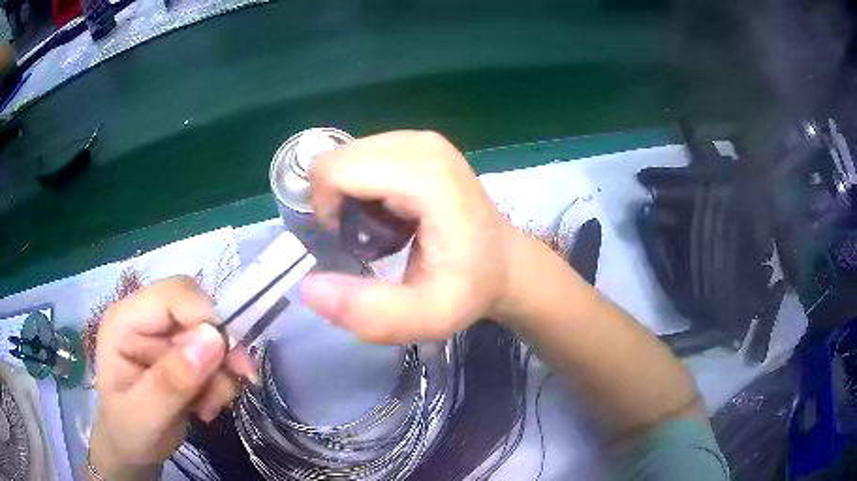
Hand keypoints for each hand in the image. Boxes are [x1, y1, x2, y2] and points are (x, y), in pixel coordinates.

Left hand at [89, 277, 253, 478]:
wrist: (131, 450)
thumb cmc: (128, 433)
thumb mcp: (146, 415)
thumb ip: (173, 380)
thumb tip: (213, 339)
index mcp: (126, 321)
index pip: (174, 295)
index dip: (207, 319)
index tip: (230, 364)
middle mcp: (145, 319)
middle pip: (197, 309)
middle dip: (220, 348)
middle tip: (230, 386)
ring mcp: (162, 336)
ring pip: (211, 334)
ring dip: (221, 372)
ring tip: (208, 408)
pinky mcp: (178, 353)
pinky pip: (214, 355)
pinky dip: (220, 381)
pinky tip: (206, 406)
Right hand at [303, 131, 514, 342]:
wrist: (504, 264)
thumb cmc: (470, 288)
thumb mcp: (425, 317)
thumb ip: (369, 312)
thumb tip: (307, 288)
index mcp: (425, 175)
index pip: (335, 170)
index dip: (326, 209)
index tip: (348, 241)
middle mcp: (420, 144)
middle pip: (337, 159)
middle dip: (335, 201)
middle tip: (364, 237)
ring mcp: (421, 139)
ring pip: (346, 156)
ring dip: (349, 196)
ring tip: (380, 228)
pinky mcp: (419, 143)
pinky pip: (363, 156)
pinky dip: (362, 186)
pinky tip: (389, 213)